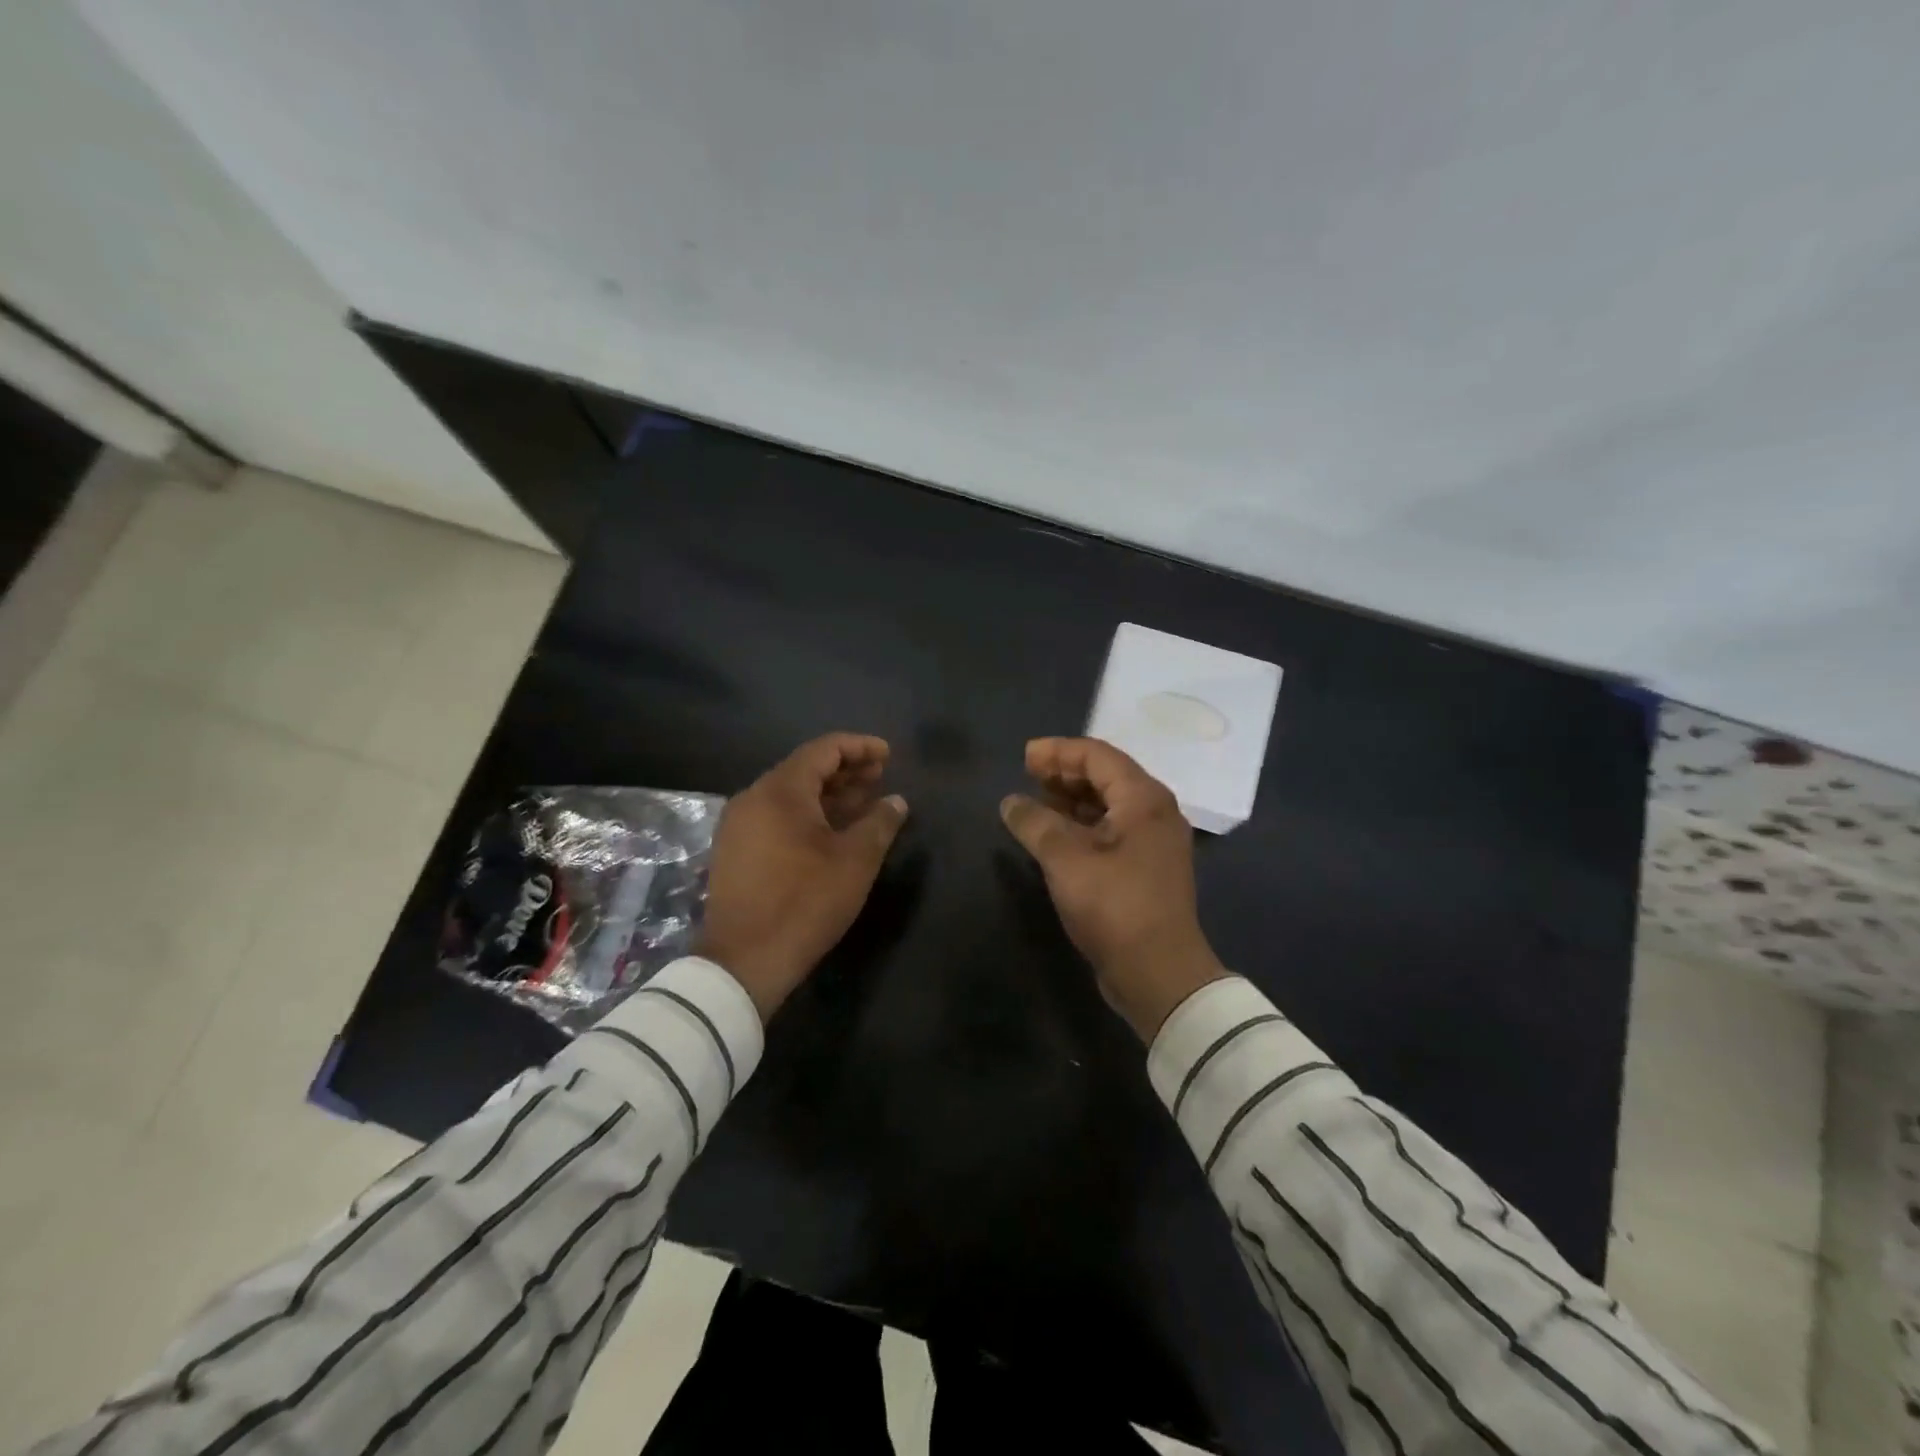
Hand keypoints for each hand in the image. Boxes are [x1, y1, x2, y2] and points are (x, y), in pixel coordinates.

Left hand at [699, 734, 909, 1021]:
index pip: (823, 750)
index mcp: (780, 791)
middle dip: (846, 770)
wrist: (744, 961)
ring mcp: (739, 826)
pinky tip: (834, 831)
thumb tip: (896, 801)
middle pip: (805, 769)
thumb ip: (879, 823)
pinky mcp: (736, 851)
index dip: (859, 747)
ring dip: (829, 795)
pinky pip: (777, 817)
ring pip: (791, 796)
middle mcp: (753, 798)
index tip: (888, 754)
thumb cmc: (805, 902)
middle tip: (880, 776)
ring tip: (864, 802)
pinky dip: (808, 815)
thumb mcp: (855, 861)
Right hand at [1000, 737, 1228, 1040]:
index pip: (1098, 756)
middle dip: (1065, 772)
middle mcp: (1155, 812)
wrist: (1159, 973)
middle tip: (1027, 777)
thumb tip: (1010, 802)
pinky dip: (1082, 824)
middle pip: (1106, 776)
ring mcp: (1153, 841)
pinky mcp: (1146, 867)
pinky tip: (1055, 834)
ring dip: (1072, 799)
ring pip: (1109, 804)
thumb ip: (1035, 823)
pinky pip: (1111, 828)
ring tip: (1036, 802)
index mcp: (1144, 799)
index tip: (1024, 757)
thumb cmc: (1114, 906)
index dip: (1058, 751)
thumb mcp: (1066, 860)